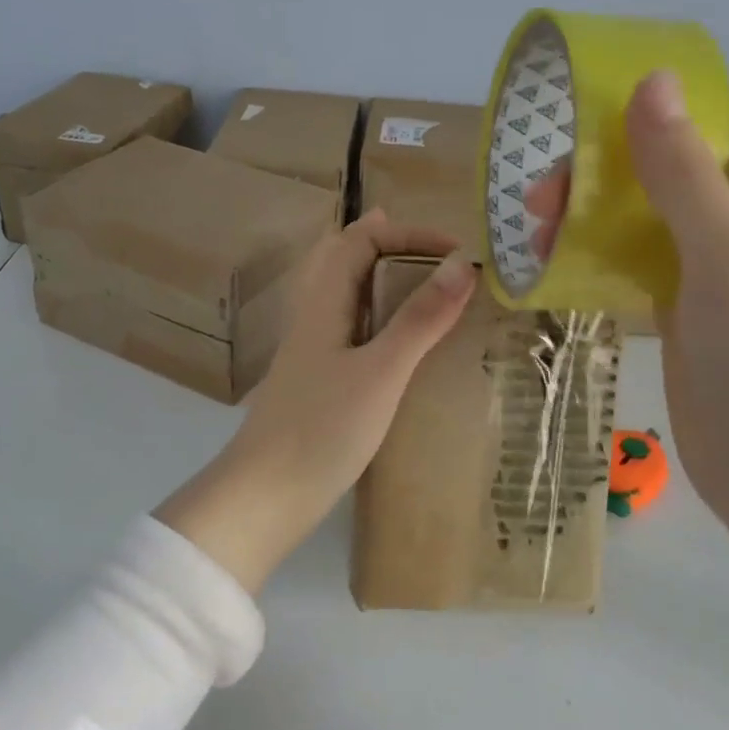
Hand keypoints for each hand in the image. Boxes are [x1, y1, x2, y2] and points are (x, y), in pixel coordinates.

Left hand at [155, 211, 476, 590]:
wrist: (267, 495)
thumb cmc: (323, 428)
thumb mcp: (381, 371)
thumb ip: (419, 319)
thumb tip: (461, 263)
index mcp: (324, 303)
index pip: (361, 240)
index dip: (408, 234)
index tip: (457, 253)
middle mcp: (314, 319)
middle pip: (347, 262)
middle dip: (393, 249)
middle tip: (439, 261)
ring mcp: (313, 353)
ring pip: (350, 299)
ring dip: (387, 286)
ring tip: (430, 297)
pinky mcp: (319, 384)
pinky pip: (353, 334)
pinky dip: (382, 325)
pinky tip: (405, 352)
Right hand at [529, 73, 728, 539]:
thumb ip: (684, 173)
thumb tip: (651, 81)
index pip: (716, 119)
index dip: (655, 103)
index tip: (581, 109)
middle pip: (667, 167)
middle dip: (602, 170)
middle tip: (539, 196)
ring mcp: (711, 270)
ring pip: (642, 217)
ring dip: (590, 214)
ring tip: (534, 230)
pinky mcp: (681, 311)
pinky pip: (633, 264)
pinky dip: (594, 255)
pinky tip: (551, 260)